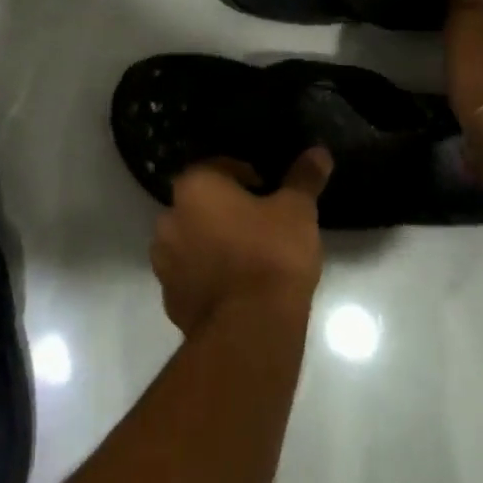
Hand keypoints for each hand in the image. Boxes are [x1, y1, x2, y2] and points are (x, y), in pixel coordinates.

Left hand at [151, 149, 332, 334]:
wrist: (250, 329)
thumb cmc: (272, 255)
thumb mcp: (297, 211)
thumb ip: (304, 178)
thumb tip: (318, 152)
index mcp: (194, 187)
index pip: (218, 167)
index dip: (246, 176)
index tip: (270, 193)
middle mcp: (169, 217)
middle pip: (200, 203)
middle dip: (225, 210)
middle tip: (260, 224)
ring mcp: (164, 261)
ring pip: (191, 239)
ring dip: (212, 242)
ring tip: (248, 257)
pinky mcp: (170, 297)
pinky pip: (190, 274)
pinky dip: (207, 275)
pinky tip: (236, 287)